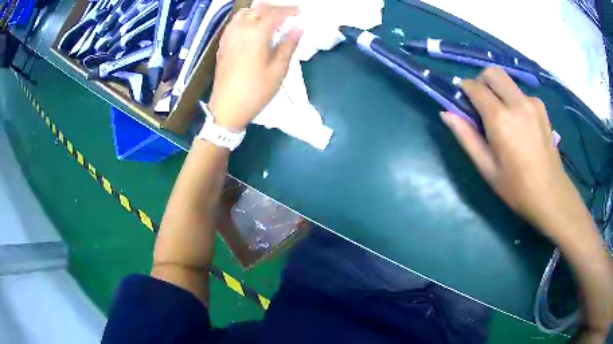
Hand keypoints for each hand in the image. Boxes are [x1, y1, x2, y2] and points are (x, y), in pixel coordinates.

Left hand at [208, 3, 301, 130]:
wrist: (227, 107)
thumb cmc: (256, 90)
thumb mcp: (279, 69)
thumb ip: (289, 44)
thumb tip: (298, 27)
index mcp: (256, 33)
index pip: (274, 13)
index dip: (288, 11)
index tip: (299, 13)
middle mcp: (240, 29)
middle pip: (258, 9)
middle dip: (275, 9)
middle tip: (288, 15)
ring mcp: (229, 36)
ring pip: (245, 13)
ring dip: (260, 12)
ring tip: (271, 20)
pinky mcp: (223, 43)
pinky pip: (235, 22)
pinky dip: (248, 18)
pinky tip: (254, 28)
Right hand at [441, 67, 573, 234]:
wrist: (550, 194)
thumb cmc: (516, 187)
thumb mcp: (486, 167)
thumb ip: (466, 137)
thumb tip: (446, 113)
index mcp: (500, 119)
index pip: (475, 87)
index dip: (465, 90)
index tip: (464, 102)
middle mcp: (517, 103)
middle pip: (492, 73)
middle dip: (481, 81)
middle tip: (481, 104)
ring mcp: (532, 102)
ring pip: (507, 81)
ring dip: (498, 91)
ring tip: (503, 118)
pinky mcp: (541, 107)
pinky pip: (520, 93)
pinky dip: (513, 100)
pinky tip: (519, 123)